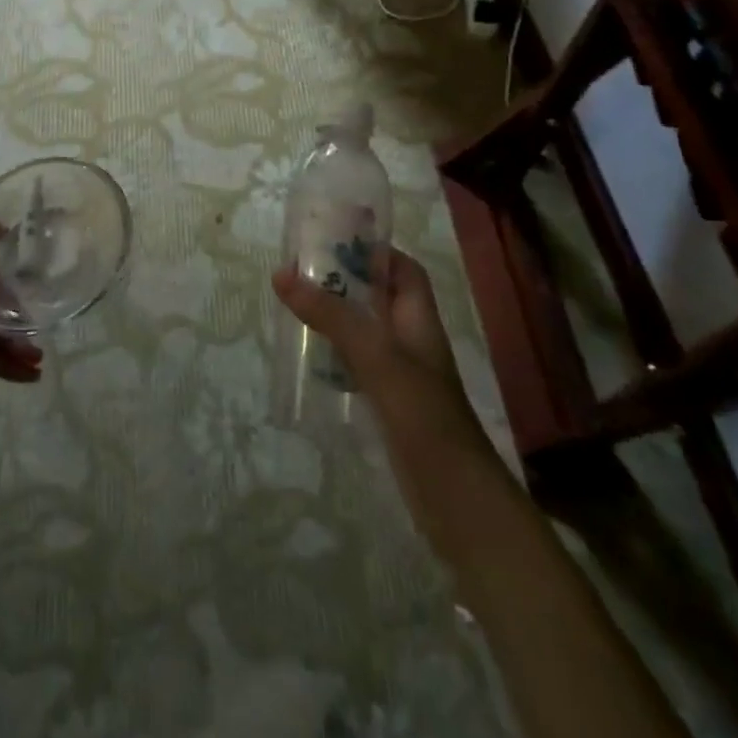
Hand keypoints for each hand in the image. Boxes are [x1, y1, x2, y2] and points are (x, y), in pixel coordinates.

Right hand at [273, 250, 477, 440]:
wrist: (454, 496)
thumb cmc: (421, 413)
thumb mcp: (374, 354)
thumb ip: (330, 314)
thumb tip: (283, 273)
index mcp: (419, 320)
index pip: (404, 271)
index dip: (376, 251)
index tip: (335, 240)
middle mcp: (412, 341)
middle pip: (380, 297)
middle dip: (345, 281)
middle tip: (302, 271)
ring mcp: (401, 374)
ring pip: (366, 331)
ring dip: (336, 316)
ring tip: (296, 304)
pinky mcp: (388, 403)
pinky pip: (358, 363)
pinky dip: (335, 352)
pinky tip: (309, 355)